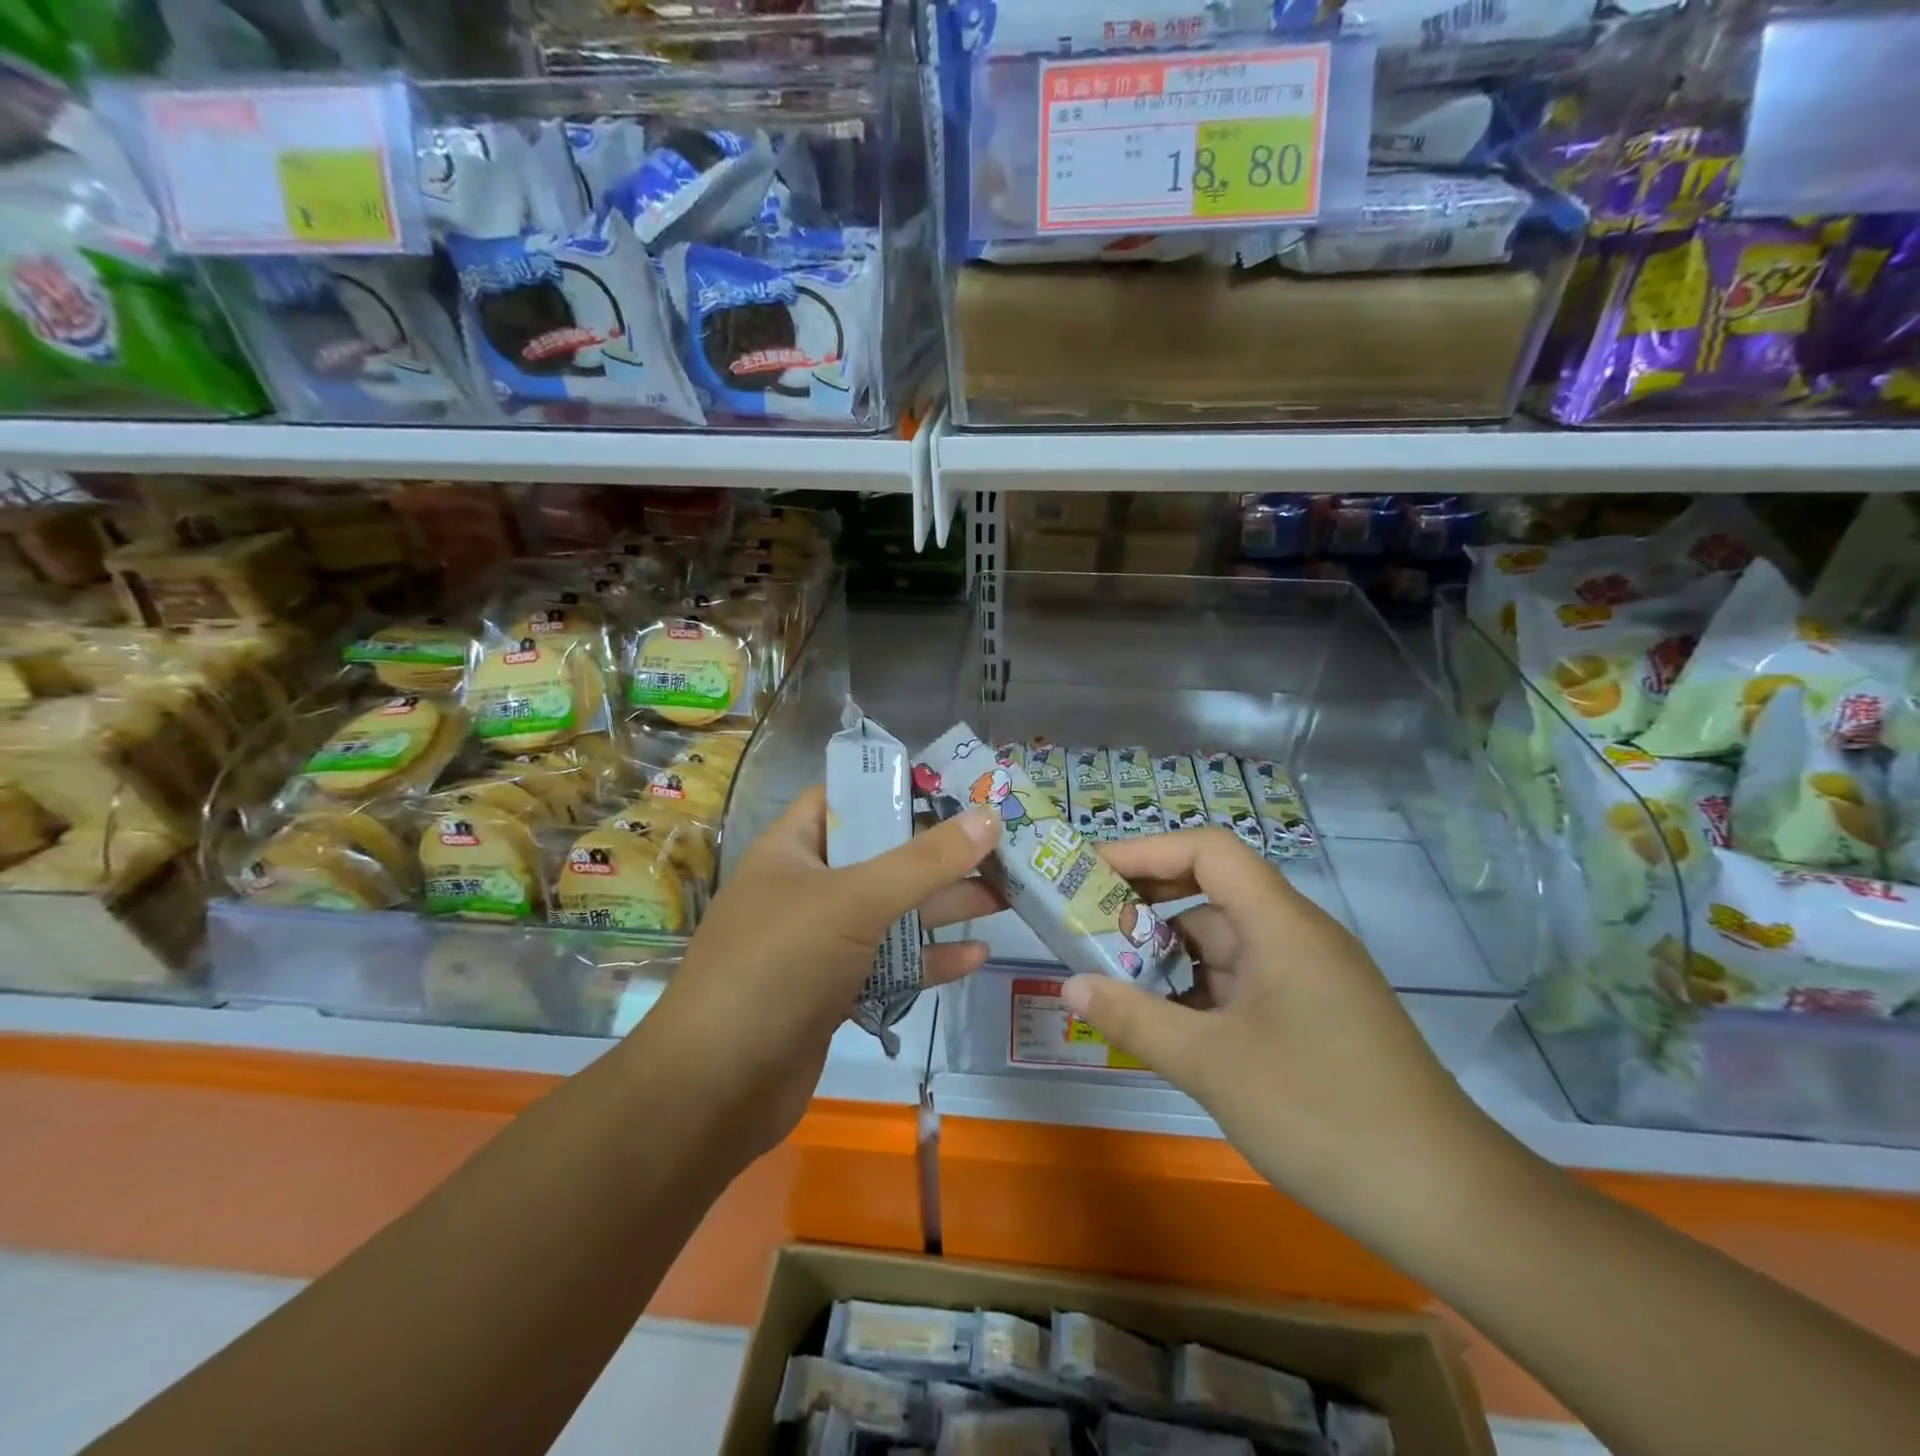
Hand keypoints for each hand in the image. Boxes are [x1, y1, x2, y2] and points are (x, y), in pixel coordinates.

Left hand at [634, 787, 1002, 1165]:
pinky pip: (889, 965)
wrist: (715, 1091)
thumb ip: (924, 862)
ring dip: (943, 906)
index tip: (958, 788)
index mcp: (794, 849)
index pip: (847, 797)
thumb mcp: (854, 902)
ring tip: (1004, 897)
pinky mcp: (835, 992)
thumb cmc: (778, 967)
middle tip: (999, 848)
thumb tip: (988, 817)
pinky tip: (975, 957)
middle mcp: (807, 889)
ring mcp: (821, 944)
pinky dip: (928, 960)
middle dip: (938, 854)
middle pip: (882, 857)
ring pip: (891, 914)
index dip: (898, 787)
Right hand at [1063, 829, 1507, 1240]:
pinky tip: (1161, 1024)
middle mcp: (1295, 937)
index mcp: (1281, 924)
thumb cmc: (1323, 1114)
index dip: (1146, 851)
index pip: (1209, 852)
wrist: (1448, 1204)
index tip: (1091, 872)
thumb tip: (1070, 985)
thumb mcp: (1212, 1065)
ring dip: (1167, 959)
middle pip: (1211, 895)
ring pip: (1222, 946)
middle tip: (1085, 928)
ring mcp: (1306, 979)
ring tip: (1108, 980)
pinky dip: (1196, 994)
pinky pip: (1240, 985)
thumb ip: (1134, 1019)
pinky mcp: (1312, 1017)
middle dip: (1146, 907)